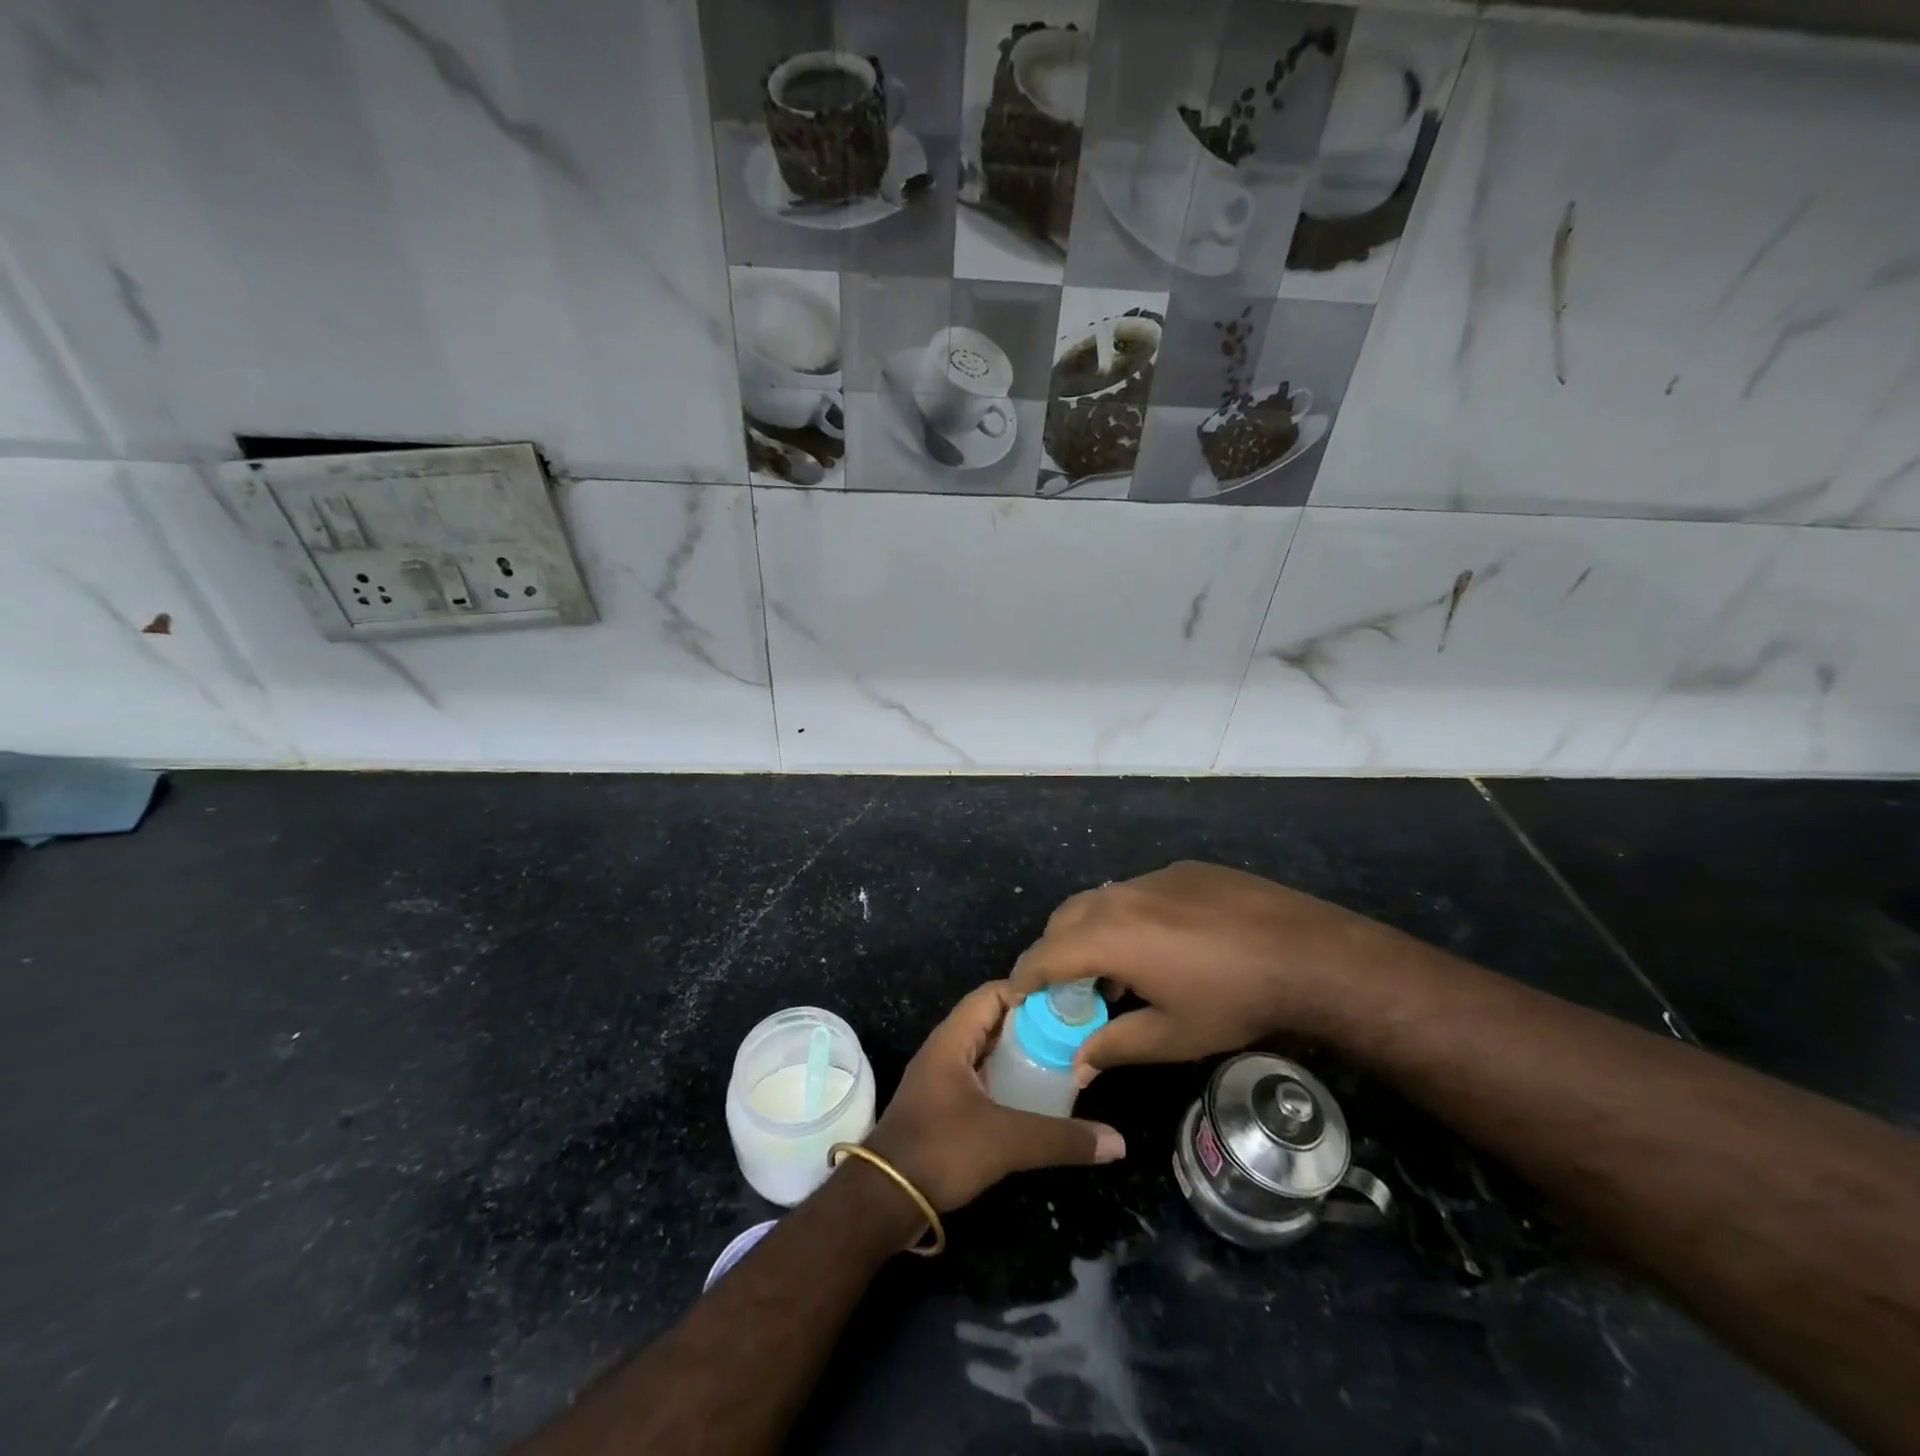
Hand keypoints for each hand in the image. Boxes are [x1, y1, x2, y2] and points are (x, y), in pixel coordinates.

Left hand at [865, 982, 1125, 1211]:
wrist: (885, 1200)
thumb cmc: (941, 1150)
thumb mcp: (1006, 1141)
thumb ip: (1061, 1138)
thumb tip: (1118, 1142)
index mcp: (952, 1039)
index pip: (992, 993)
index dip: (1028, 992)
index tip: (1067, 1004)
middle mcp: (945, 1049)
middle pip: (992, 1019)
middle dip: (1031, 1024)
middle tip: (1073, 1034)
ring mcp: (941, 1078)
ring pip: (986, 1050)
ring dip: (1019, 1053)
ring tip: (1062, 1061)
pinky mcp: (943, 1105)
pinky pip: (981, 1076)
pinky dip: (1006, 1078)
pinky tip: (1034, 1096)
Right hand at [1010, 862, 1421, 1071]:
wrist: (1308, 952)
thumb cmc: (1233, 1000)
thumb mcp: (1172, 1036)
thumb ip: (1114, 1045)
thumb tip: (1076, 1063)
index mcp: (1109, 936)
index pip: (1045, 953)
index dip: (1025, 976)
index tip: (1018, 997)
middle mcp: (1120, 896)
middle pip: (1065, 918)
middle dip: (1054, 950)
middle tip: (1066, 987)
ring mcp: (1153, 877)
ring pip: (1100, 900)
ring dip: (1090, 931)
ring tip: (1115, 970)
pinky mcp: (1183, 870)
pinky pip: (1136, 891)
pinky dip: (1127, 916)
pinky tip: (1161, 944)